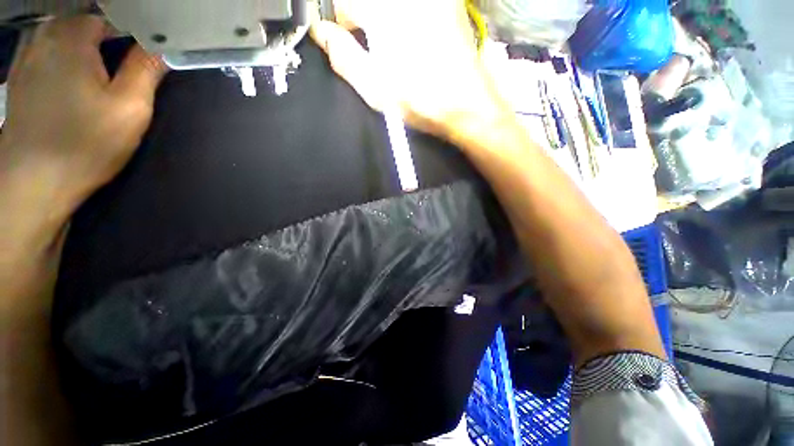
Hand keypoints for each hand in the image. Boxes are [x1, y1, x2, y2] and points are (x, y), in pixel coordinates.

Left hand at [0, 15, 166, 221]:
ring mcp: (26, 57)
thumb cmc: (85, 143)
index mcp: (72, 38)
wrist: (33, 181)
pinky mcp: (19, 78)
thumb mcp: (129, 108)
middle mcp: (44, 37)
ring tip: (95, 76)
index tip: (141, 58)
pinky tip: (67, 80)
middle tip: (118, 72)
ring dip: (80, 48)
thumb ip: (146, 71)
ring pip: (61, 36)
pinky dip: (59, 58)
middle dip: (104, 41)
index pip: (109, 17)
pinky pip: (43, 52)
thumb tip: (161, 46)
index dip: (130, 34)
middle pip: (83, 24)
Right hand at [310, 0, 508, 140]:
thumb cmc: (420, 100)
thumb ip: (343, 56)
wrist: (467, 104)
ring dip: (380, 20)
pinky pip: (410, 8)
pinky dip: (400, 18)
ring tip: (390, 50)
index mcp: (384, 12)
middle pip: (367, 3)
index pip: (343, 2)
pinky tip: (408, 42)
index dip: (338, 24)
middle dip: (360, 20)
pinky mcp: (447, 2)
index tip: (342, 42)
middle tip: (367, 48)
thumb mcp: (375, 88)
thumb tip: (320, 32)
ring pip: (388, 6)